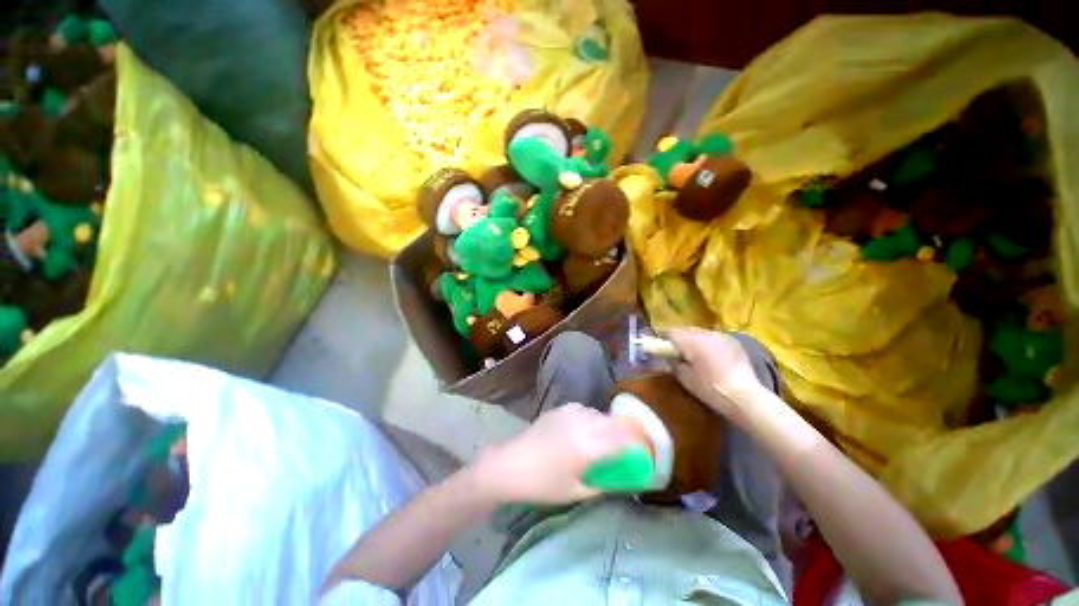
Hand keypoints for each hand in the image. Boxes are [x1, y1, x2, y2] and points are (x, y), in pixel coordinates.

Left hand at [475, 404, 637, 504]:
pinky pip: (585, 411)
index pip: (624, 439)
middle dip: (629, 432)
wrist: (509, 464)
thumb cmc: (542, 485)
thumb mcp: (576, 491)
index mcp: (587, 447)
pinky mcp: (560, 409)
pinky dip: (592, 420)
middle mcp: (582, 424)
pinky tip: (585, 430)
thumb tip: (624, 478)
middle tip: (633, 444)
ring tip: (607, 439)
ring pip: (600, 414)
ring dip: (609, 425)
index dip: (641, 443)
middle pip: (615, 421)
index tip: (649, 450)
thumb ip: (604, 483)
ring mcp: (570, 413)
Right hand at [665, 328, 763, 421]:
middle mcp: (705, 333)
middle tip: (673, 349)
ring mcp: (721, 336)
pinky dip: (707, 342)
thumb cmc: (711, 389)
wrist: (746, 396)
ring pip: (700, 332)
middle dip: (678, 337)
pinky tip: (709, 355)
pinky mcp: (733, 342)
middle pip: (685, 330)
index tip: (657, 342)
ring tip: (692, 352)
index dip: (661, 336)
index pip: (670, 332)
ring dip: (693, 339)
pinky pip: (713, 337)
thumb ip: (673, 363)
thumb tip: (667, 356)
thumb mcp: (685, 378)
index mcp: (691, 342)